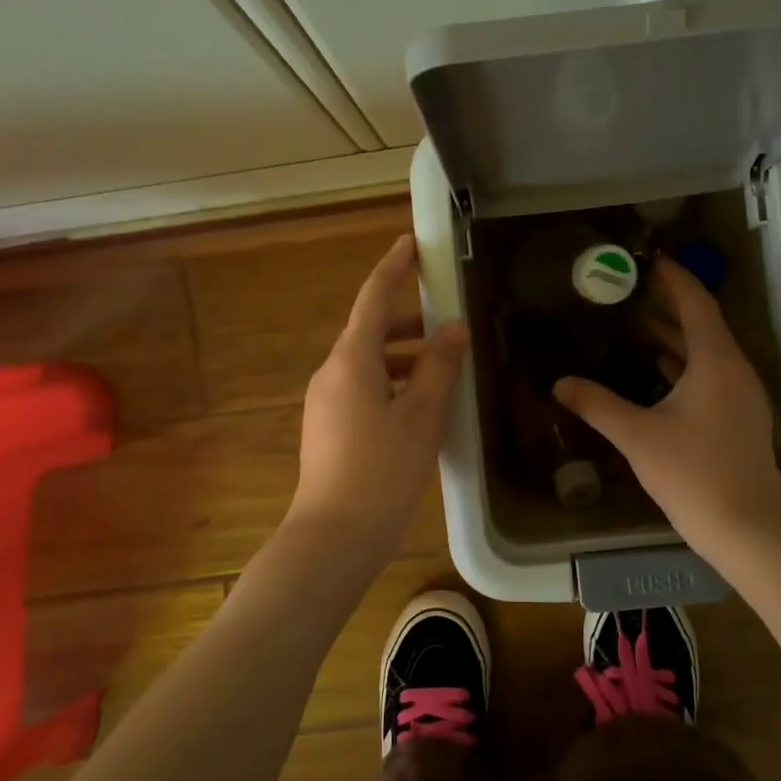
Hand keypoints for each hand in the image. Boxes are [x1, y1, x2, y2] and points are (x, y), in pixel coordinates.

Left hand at [288, 234, 467, 553]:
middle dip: (409, 321)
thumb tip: (453, 328)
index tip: (411, 244)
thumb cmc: (382, 470)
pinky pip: (364, 390)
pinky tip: (422, 406)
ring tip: (445, 368)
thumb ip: (438, 366)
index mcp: (351, 360)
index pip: (374, 298)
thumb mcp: (421, 415)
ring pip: (369, 364)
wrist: (334, 536)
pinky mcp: (329, 429)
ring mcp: (326, 403)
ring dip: (405, 357)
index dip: (394, 268)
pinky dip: (394, 384)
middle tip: (449, 319)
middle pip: (371, 331)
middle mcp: (332, 373)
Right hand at [554, 259, 780, 558]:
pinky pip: (709, 376)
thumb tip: (560, 383)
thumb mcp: (638, 436)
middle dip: (668, 306)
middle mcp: (734, 370)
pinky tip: (655, 374)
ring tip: (634, 326)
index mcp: (716, 361)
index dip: (673, 279)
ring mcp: (741, 396)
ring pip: (706, 353)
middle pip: (702, 324)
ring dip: (674, 337)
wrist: (749, 526)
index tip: (647, 260)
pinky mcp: (739, 419)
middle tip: (628, 291)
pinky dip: (682, 365)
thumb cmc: (694, 473)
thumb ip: (597, 405)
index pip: (696, 304)